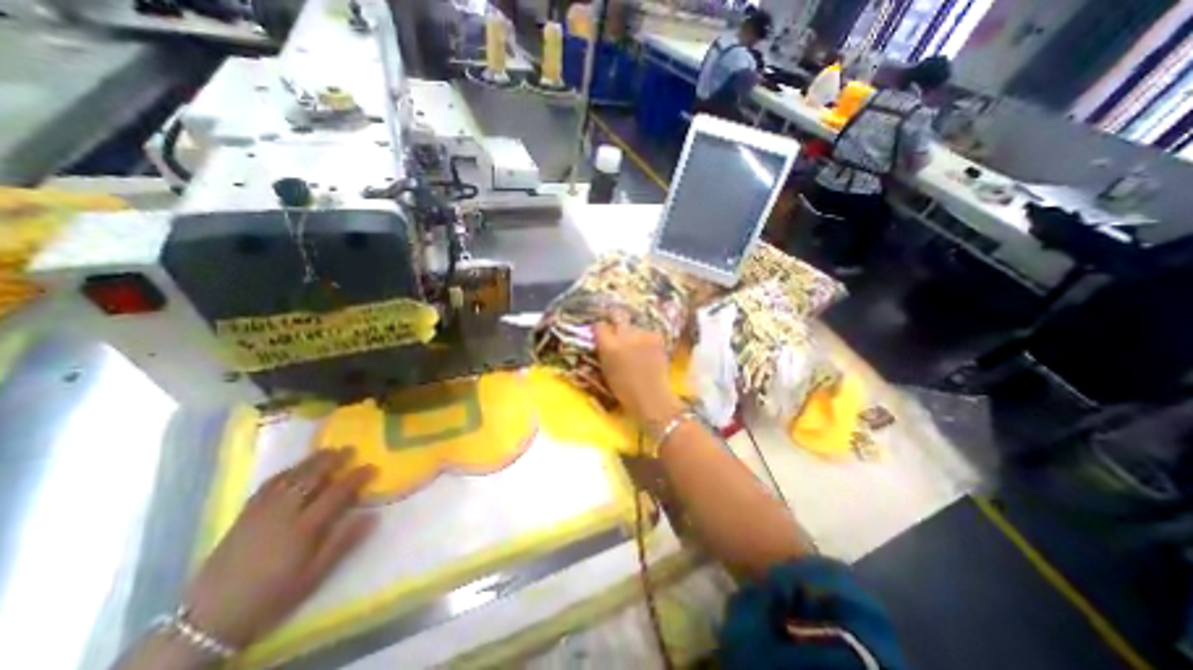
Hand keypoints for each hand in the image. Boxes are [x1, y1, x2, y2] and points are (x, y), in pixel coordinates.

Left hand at [187, 449, 377, 646]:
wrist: (209, 621)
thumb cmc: (272, 597)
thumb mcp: (313, 576)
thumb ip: (342, 542)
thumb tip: (372, 515)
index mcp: (304, 528)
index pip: (337, 493)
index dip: (356, 477)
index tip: (372, 467)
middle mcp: (283, 513)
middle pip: (311, 477)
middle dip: (333, 460)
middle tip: (350, 449)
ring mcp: (261, 512)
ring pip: (289, 477)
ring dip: (310, 461)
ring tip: (327, 452)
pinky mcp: (243, 516)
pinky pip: (267, 486)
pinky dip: (285, 472)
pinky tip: (293, 470)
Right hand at [593, 315, 679, 429]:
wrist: (651, 397)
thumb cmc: (624, 391)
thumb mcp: (606, 370)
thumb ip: (604, 351)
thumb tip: (604, 341)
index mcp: (608, 345)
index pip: (599, 325)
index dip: (600, 329)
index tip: (603, 333)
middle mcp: (624, 335)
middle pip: (617, 314)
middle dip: (616, 318)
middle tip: (617, 326)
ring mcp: (642, 334)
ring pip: (635, 325)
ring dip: (634, 332)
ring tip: (637, 345)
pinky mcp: (657, 337)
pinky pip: (648, 333)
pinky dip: (647, 339)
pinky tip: (649, 350)